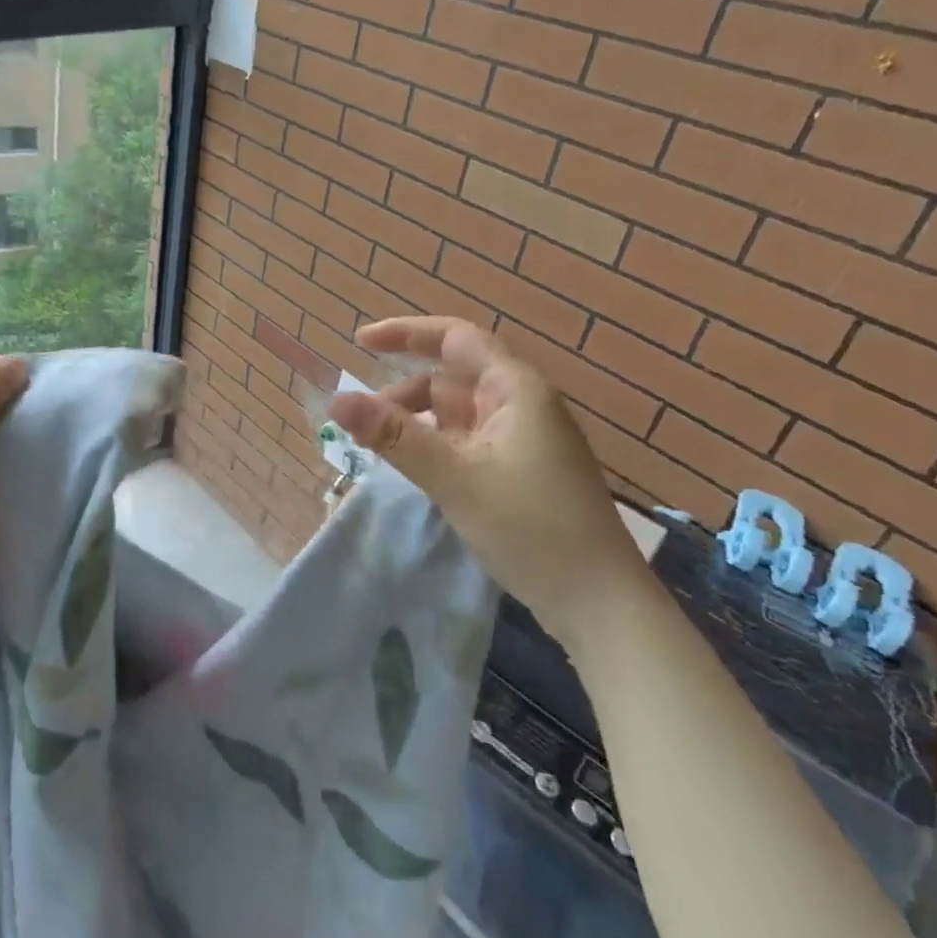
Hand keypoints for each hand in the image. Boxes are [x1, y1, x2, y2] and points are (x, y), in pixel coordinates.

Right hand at [325, 316, 653, 649]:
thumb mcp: (453, 477)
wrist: (601, 604)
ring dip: (418, 423)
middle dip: (405, 392)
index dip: (406, 332)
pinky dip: (436, 445)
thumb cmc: (531, 527)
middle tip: (364, 422)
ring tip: (383, 450)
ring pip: (458, 413)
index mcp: (515, 389)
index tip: (360, 341)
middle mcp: (522, 404)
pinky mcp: (522, 471)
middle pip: (452, 378)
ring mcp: (524, 440)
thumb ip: (393, 436)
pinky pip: (468, 441)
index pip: (455, 338)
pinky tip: (417, 469)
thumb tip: (335, 400)